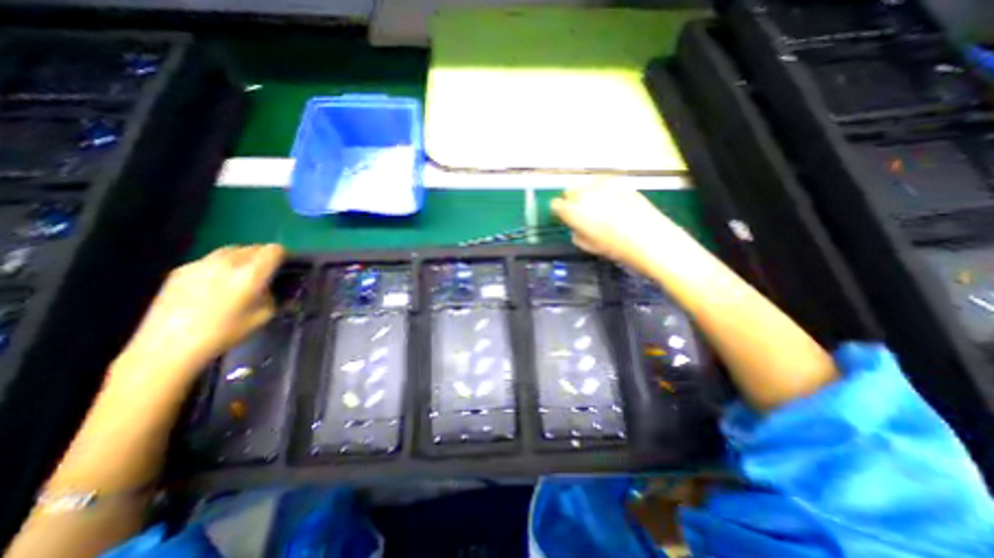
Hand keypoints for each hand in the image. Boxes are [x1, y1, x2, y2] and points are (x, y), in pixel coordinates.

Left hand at [111, 245, 286, 391]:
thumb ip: (274, 295)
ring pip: (232, 250)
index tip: (287, 267)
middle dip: (265, 256)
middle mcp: (227, 262)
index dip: (285, 256)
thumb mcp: (263, 316)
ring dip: (244, 258)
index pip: (274, 250)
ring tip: (243, 275)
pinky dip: (222, 265)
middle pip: (254, 247)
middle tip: (268, 273)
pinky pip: (211, 259)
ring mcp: (201, 263)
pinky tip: (217, 284)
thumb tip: (273, 287)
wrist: (167, 347)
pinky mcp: (181, 270)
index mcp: (251, 273)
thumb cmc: (225, 333)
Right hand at [552, 181, 693, 275]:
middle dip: (571, 199)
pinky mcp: (619, 182)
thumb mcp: (589, 246)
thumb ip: (576, 233)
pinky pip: (603, 180)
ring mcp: (602, 185)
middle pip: (569, 190)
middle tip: (580, 210)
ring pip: (585, 182)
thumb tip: (576, 226)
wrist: (649, 239)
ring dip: (586, 191)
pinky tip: (610, 198)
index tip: (564, 217)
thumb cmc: (615, 248)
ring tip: (596, 203)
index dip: (559, 211)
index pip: (556, 204)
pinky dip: (601, 187)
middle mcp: (584, 194)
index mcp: (573, 211)